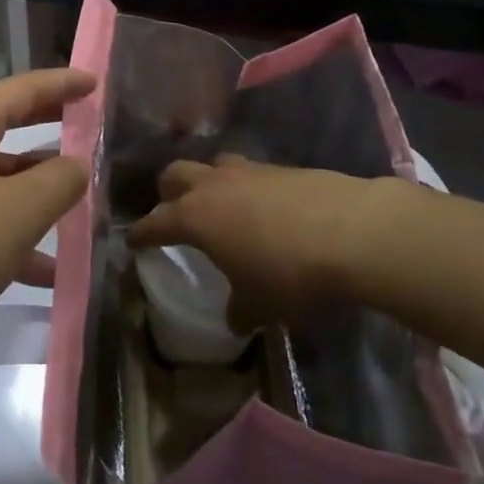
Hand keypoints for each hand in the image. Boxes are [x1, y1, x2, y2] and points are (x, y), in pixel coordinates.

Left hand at [0, 69, 94, 384]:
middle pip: (6, 128)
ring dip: (34, 196)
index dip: (62, 84)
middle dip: (49, 133)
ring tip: (80, 215)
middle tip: (90, 132)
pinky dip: (10, 236)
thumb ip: (59, 182)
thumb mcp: (17, 212)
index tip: (94, 82)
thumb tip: (76, 164)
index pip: (22, 89)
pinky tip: (43, 274)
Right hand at [127, 155, 401, 330]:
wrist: (352, 231)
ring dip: (207, 182)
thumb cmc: (290, 273)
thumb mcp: (260, 306)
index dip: (141, 233)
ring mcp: (247, 170)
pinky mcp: (280, 167)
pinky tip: (262, 207)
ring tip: (218, 204)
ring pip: (212, 166)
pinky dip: (244, 186)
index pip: (155, 222)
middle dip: (167, 192)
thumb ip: (239, 310)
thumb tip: (234, 318)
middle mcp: (213, 185)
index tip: (131, 240)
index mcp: (195, 217)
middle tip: (172, 211)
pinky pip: (248, 171)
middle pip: (174, 174)